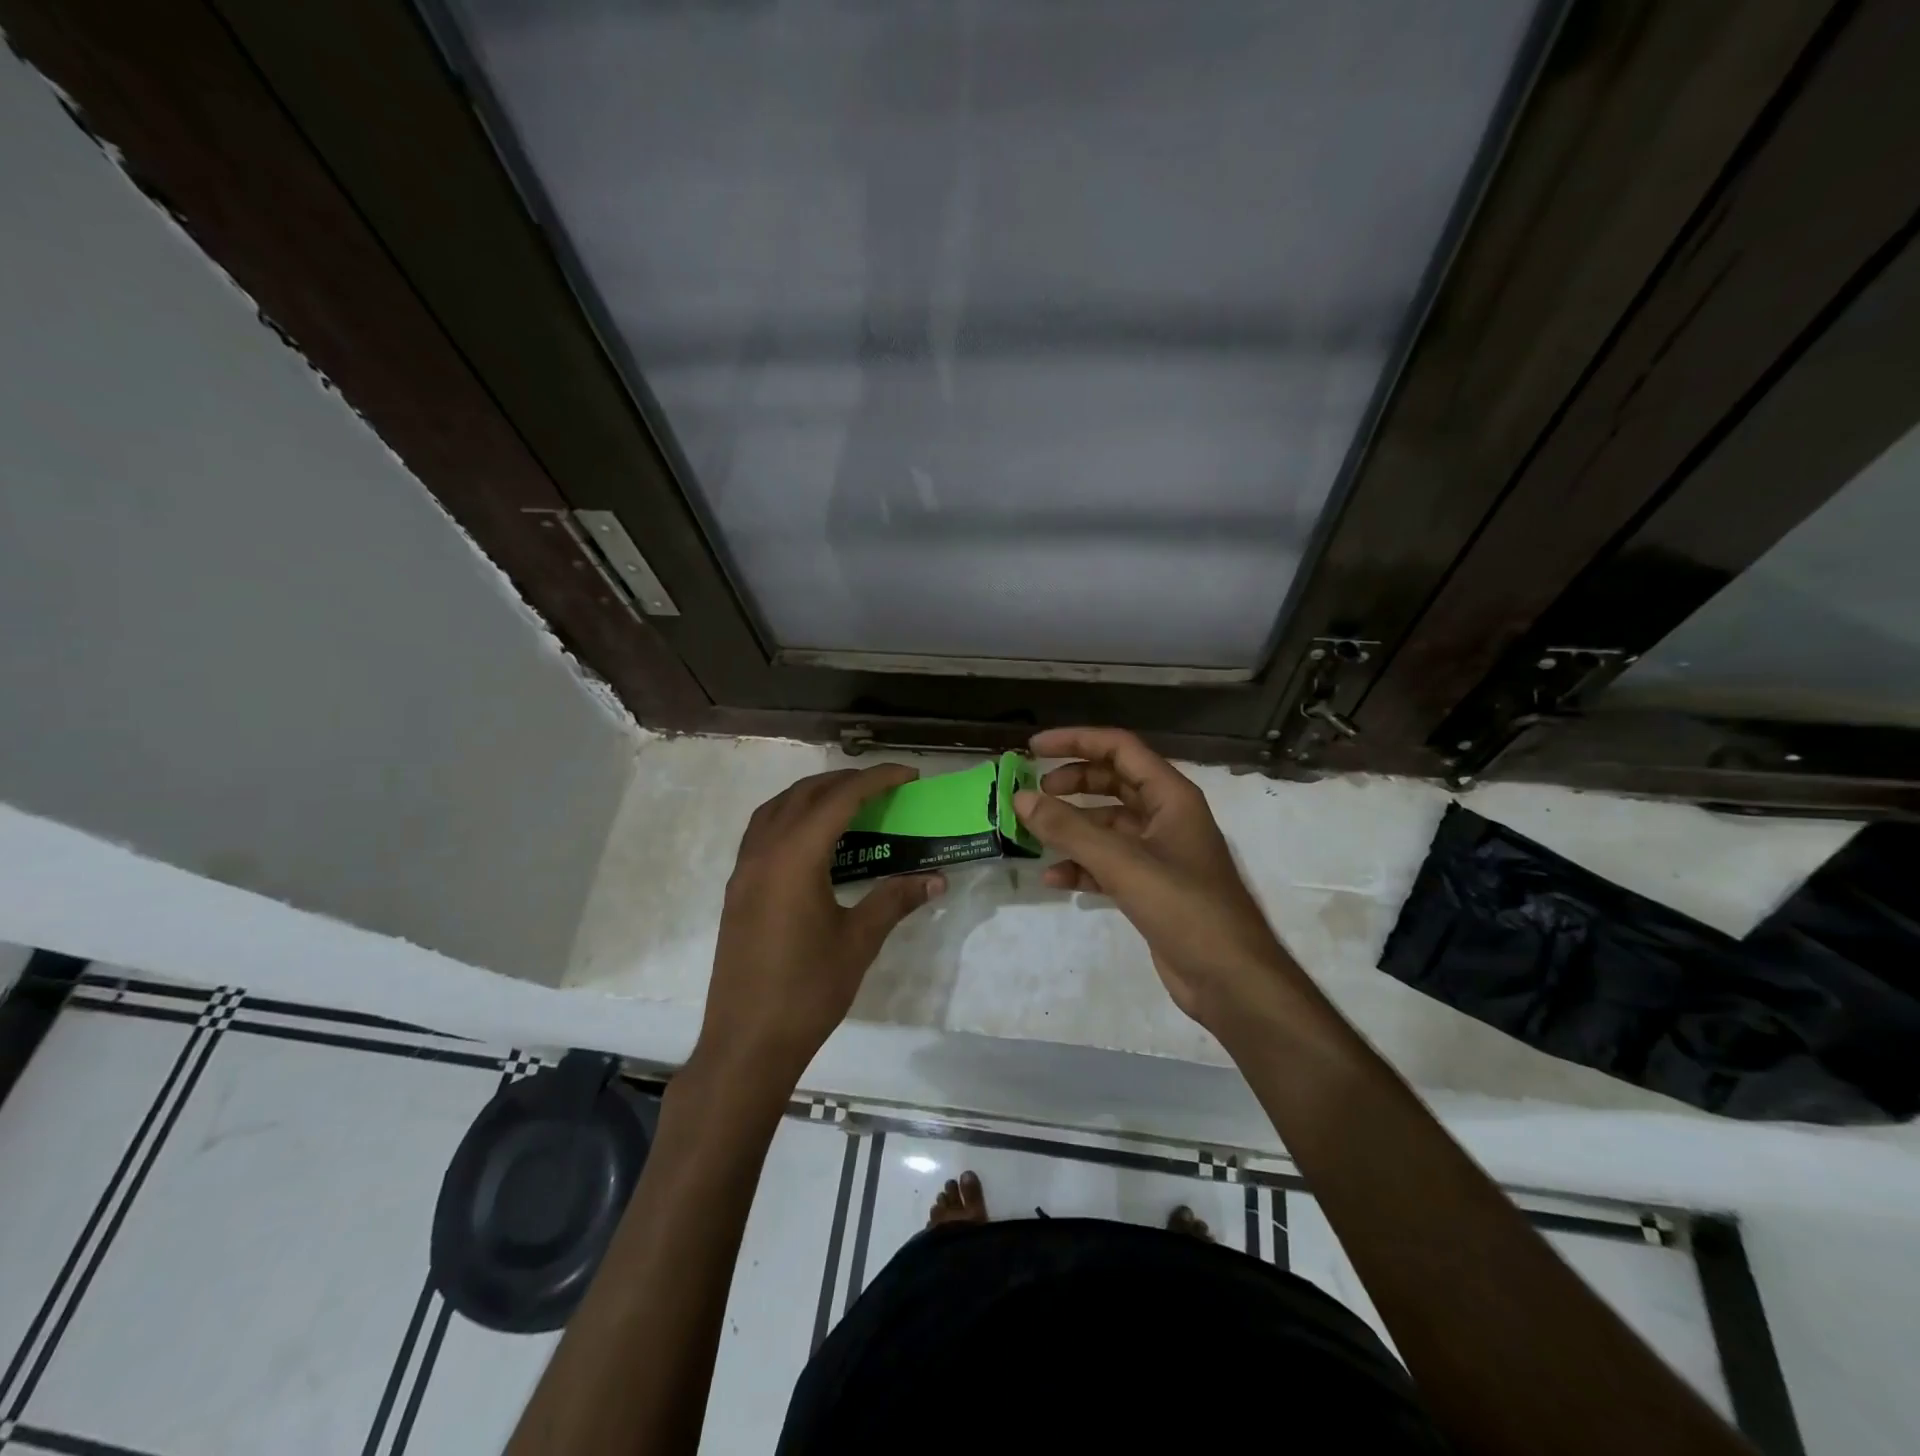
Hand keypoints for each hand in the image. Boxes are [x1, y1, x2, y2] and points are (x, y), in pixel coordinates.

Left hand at [699, 765, 944, 1089]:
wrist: (747, 1043)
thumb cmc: (808, 990)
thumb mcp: (859, 941)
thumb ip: (895, 900)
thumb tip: (936, 879)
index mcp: (795, 857)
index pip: (841, 798)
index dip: (877, 779)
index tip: (909, 775)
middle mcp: (764, 851)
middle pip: (805, 794)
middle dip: (846, 781)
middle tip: (884, 787)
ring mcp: (744, 870)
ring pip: (777, 808)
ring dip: (813, 795)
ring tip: (848, 803)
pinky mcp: (737, 889)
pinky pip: (762, 831)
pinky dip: (790, 817)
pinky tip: (812, 840)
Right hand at [1015, 727, 1305, 1037]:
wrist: (1230, 979)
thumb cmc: (1185, 908)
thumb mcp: (1123, 863)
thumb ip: (1070, 829)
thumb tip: (1021, 798)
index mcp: (1171, 796)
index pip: (1120, 748)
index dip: (1076, 741)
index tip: (1034, 748)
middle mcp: (1166, 817)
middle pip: (1113, 782)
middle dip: (1073, 782)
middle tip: (1034, 792)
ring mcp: (1159, 853)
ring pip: (1108, 825)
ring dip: (1073, 826)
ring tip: (1034, 833)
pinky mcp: (1151, 887)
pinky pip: (1109, 863)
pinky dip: (1082, 865)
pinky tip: (1054, 877)